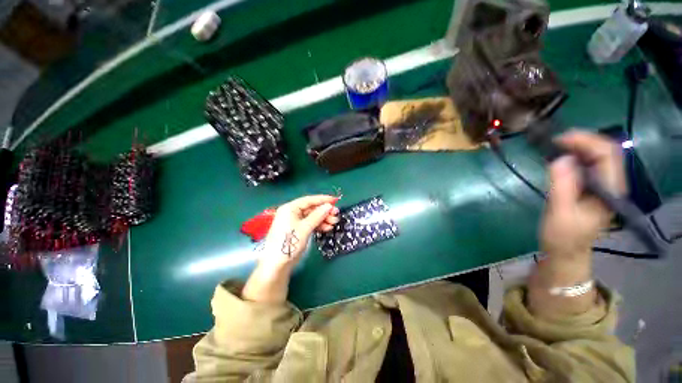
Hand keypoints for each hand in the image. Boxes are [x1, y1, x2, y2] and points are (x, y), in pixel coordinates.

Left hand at [243, 195, 339, 302]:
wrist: (277, 265)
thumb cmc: (289, 243)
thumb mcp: (305, 228)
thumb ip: (317, 216)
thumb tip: (329, 206)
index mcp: (290, 208)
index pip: (309, 200)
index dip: (322, 199)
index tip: (335, 201)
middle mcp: (292, 213)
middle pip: (311, 208)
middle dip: (324, 211)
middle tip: (336, 215)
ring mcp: (294, 222)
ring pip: (312, 217)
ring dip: (323, 219)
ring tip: (333, 223)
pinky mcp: (297, 230)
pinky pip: (310, 224)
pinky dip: (318, 225)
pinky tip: (327, 228)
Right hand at [542, 131, 625, 258]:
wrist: (566, 252)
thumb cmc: (563, 236)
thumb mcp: (560, 213)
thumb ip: (562, 186)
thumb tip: (560, 159)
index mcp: (608, 190)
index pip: (607, 154)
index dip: (586, 141)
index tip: (559, 140)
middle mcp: (610, 184)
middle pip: (605, 151)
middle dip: (582, 141)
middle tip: (555, 142)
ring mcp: (601, 185)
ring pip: (597, 156)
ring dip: (577, 147)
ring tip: (555, 148)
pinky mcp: (591, 188)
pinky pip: (587, 164)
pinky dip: (574, 156)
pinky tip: (560, 159)